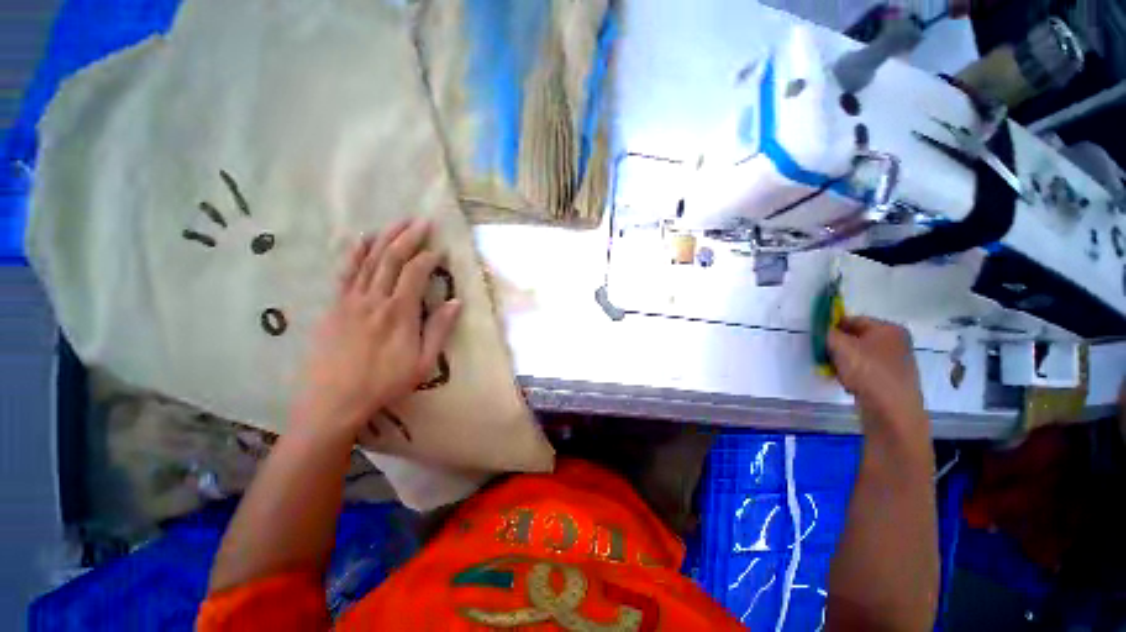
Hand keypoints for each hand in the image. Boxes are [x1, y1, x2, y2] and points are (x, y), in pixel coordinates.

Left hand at [293, 218, 461, 442]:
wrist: (334, 400)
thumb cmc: (384, 383)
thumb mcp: (423, 363)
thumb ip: (439, 329)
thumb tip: (457, 302)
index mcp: (399, 313)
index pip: (415, 273)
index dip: (429, 257)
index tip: (440, 249)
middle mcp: (374, 299)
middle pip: (391, 259)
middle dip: (408, 237)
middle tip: (422, 221)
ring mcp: (351, 300)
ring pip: (369, 260)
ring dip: (385, 238)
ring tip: (398, 222)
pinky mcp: (335, 306)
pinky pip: (346, 272)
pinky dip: (356, 253)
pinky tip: (363, 240)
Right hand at [828, 316, 927, 445]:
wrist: (892, 411)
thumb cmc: (868, 372)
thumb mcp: (840, 347)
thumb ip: (827, 333)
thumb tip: (822, 329)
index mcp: (888, 329)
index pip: (853, 320)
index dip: (832, 326)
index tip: (817, 337)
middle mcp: (896, 343)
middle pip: (856, 338)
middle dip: (837, 346)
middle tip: (823, 355)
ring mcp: (896, 363)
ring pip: (859, 356)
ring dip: (843, 361)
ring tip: (834, 371)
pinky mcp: (892, 380)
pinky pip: (866, 371)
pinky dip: (853, 374)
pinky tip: (847, 383)